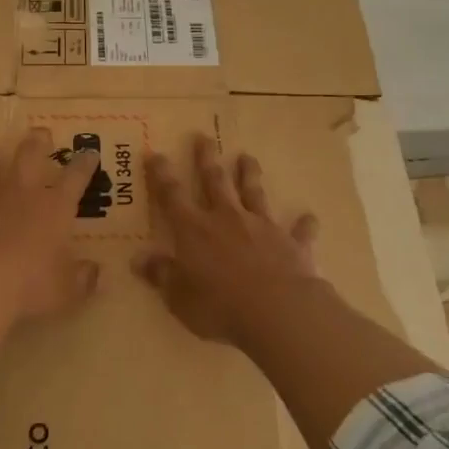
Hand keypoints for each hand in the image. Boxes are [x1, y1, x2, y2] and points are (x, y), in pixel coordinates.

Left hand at [0, 128, 102, 384]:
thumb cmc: (27, 288)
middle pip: (29, 153)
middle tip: (40, 134)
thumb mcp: (65, 292)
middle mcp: (18, 192)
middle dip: (37, 141)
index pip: (75, 177)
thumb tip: (95, 273)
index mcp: (53, 208)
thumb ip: (82, 280)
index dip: (84, 164)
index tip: (89, 153)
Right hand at [134, 136, 321, 346]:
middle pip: (215, 181)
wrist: (277, 311)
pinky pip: (298, 230)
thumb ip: (161, 275)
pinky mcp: (291, 243)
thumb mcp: (179, 297)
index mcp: (195, 230)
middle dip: (207, 159)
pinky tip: (309, 217)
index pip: (172, 196)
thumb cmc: (220, 305)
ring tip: (248, 157)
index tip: (155, 153)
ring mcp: (261, 227)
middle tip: (204, 137)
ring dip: (250, 175)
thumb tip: (139, 259)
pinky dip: (304, 224)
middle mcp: (227, 219)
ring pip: (254, 193)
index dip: (161, 174)